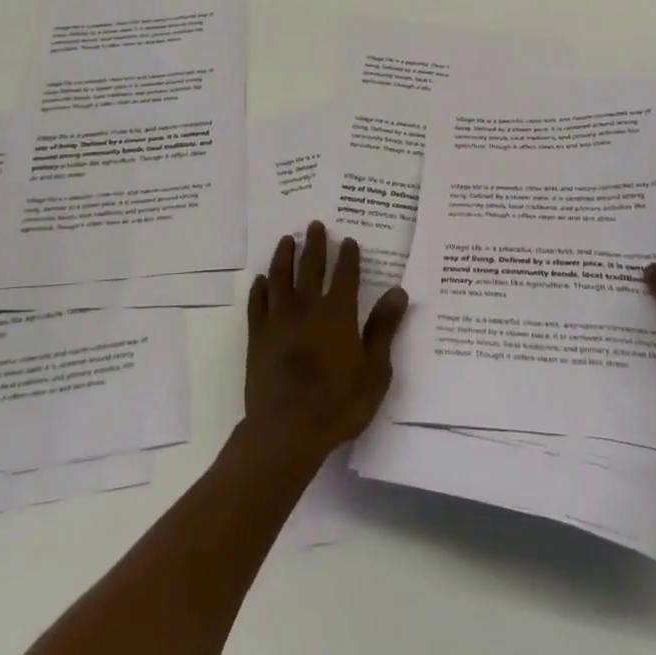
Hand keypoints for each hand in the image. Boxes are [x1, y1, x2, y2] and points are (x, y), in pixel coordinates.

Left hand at [245, 222, 408, 463]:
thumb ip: (383, 328)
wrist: (287, 429)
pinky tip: (261, 280)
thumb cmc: (339, 404)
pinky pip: (257, 303)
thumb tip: (398, 292)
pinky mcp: (257, 336)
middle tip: (314, 225)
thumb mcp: (374, 371)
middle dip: (315, 244)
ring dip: (284, 256)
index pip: (345, 275)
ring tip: (286, 240)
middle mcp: (307, 308)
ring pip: (280, 277)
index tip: (347, 240)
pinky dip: (259, 288)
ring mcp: (278, 320)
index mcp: (338, 314)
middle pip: (311, 267)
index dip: (347, 256)